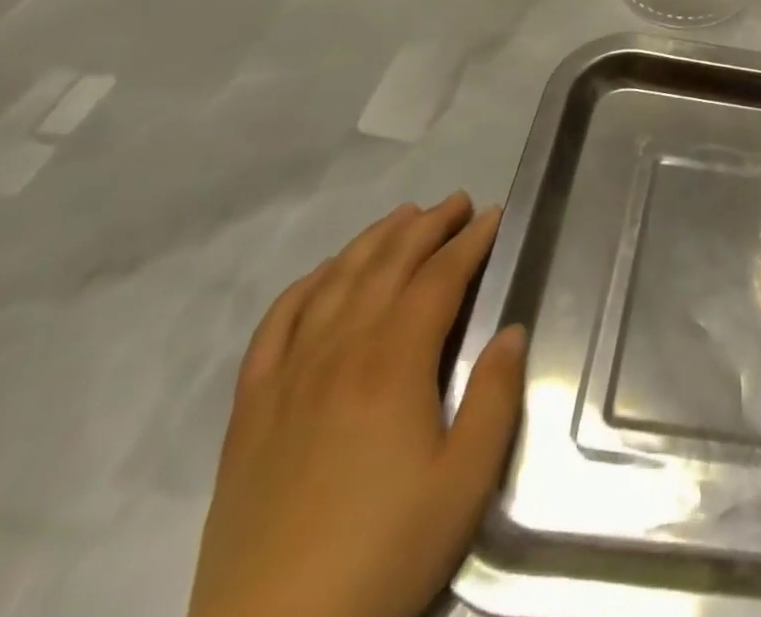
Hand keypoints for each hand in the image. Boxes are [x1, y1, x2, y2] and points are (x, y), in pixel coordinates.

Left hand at [188, 194, 526, 616]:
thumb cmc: (384, 556)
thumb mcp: (464, 482)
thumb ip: (495, 397)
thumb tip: (512, 330)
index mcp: (393, 363)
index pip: (439, 277)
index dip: (471, 241)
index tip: (495, 215)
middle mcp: (339, 351)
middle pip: (387, 264)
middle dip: (428, 225)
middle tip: (458, 203)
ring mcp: (287, 377)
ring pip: (334, 281)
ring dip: (373, 240)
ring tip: (403, 216)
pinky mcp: (249, 410)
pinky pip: (276, 324)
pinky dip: (306, 285)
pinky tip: (324, 274)